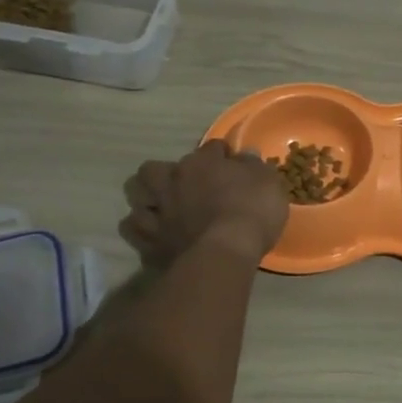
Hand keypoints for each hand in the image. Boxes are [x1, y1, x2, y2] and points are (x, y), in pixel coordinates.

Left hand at [119, 140, 289, 268]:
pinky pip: (133, 231)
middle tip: (179, 184)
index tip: (231, 163)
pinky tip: (154, 234)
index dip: (222, 155)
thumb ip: (254, 166)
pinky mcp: (149, 243)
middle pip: (152, 169)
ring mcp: (157, 213)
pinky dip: (141, 230)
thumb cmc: (250, 212)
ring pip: (135, 197)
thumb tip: (246, 154)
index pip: (211, 148)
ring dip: (145, 199)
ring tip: (158, 206)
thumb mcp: (268, 182)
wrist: (224, 254)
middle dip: (162, 173)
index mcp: (201, 163)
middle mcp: (172, 182)